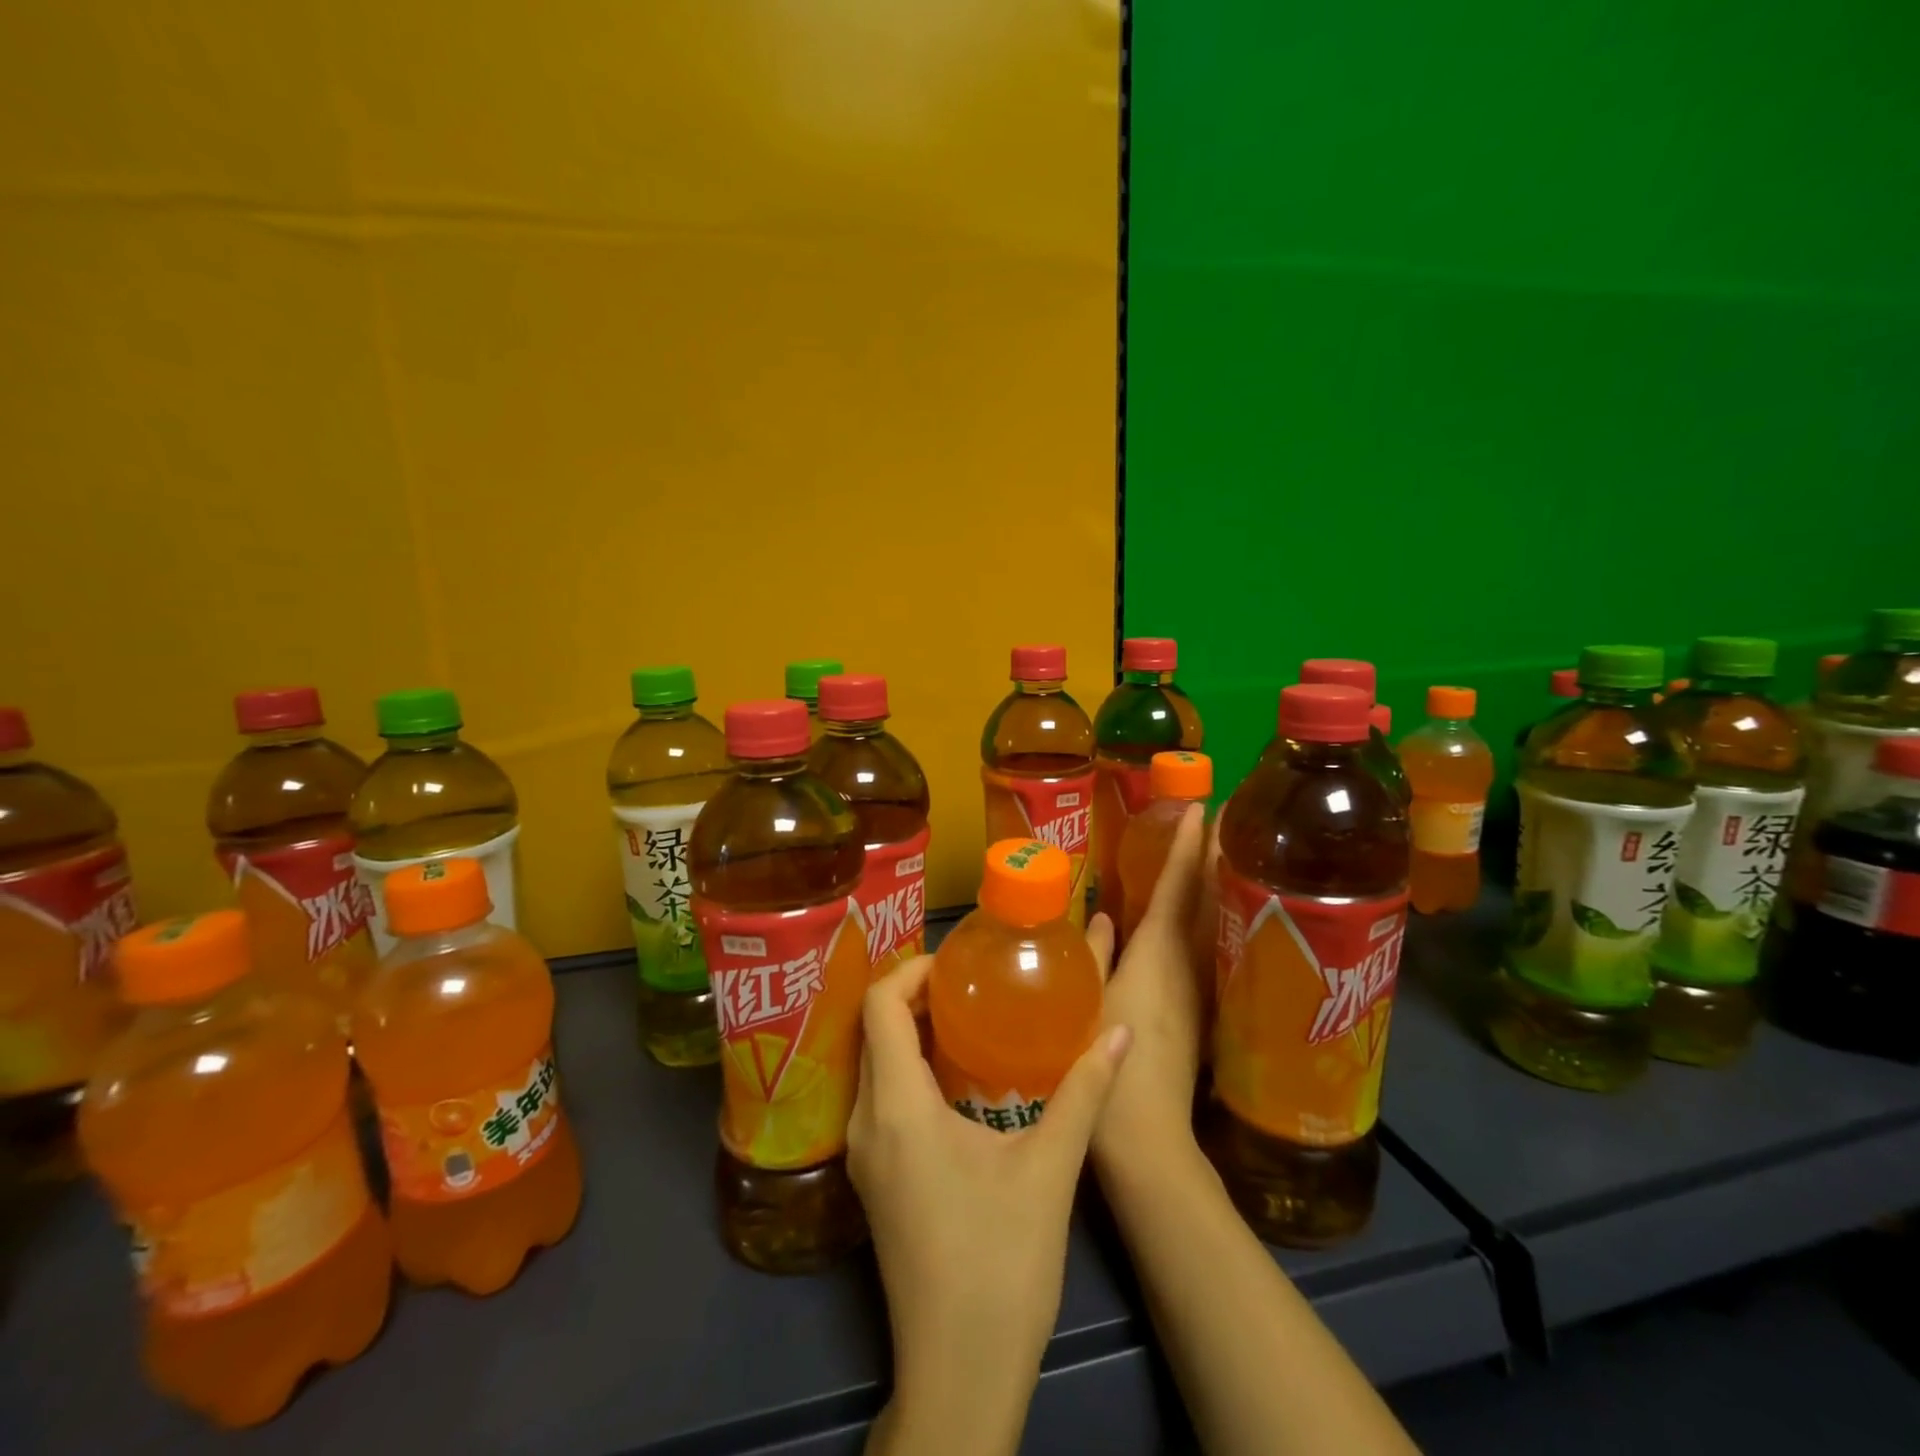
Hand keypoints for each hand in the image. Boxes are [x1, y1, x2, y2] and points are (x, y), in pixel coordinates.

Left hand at [848, 953, 1131, 1455]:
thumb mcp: (1049, 1171)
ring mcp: (863, 1154)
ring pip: (873, 1064)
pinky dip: (908, 1068)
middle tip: (970, 985)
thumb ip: (1083, 1093)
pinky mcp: (873, 1179)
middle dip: (914, 997)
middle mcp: (866, 1122)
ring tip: (967, 1019)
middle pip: (871, 1030)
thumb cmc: (1001, 1265)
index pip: (878, 1007)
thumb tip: (1121, 1032)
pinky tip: (955, 1077)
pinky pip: (879, 1097)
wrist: (957, 1376)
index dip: (910, 972)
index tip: (956, 966)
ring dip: (910, 1032)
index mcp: (898, 1108)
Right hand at [1091, 802, 1215, 1169]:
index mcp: (1157, 954)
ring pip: (1218, 921)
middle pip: (1211, 898)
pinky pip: (1213, 948)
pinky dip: (1216, 919)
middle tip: (1228, 814)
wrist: (1147, 1137)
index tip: (1199, 806)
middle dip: (1220, 854)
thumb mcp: (1087, 1002)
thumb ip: (1095, 954)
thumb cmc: (1106, 1063)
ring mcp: (1203, 987)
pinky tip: (1214, 914)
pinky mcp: (1206, 1010)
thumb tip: (1101, 916)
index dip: (1187, 845)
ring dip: (1223, 883)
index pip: (1178, 886)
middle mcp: (1189, 963)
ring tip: (1225, 849)